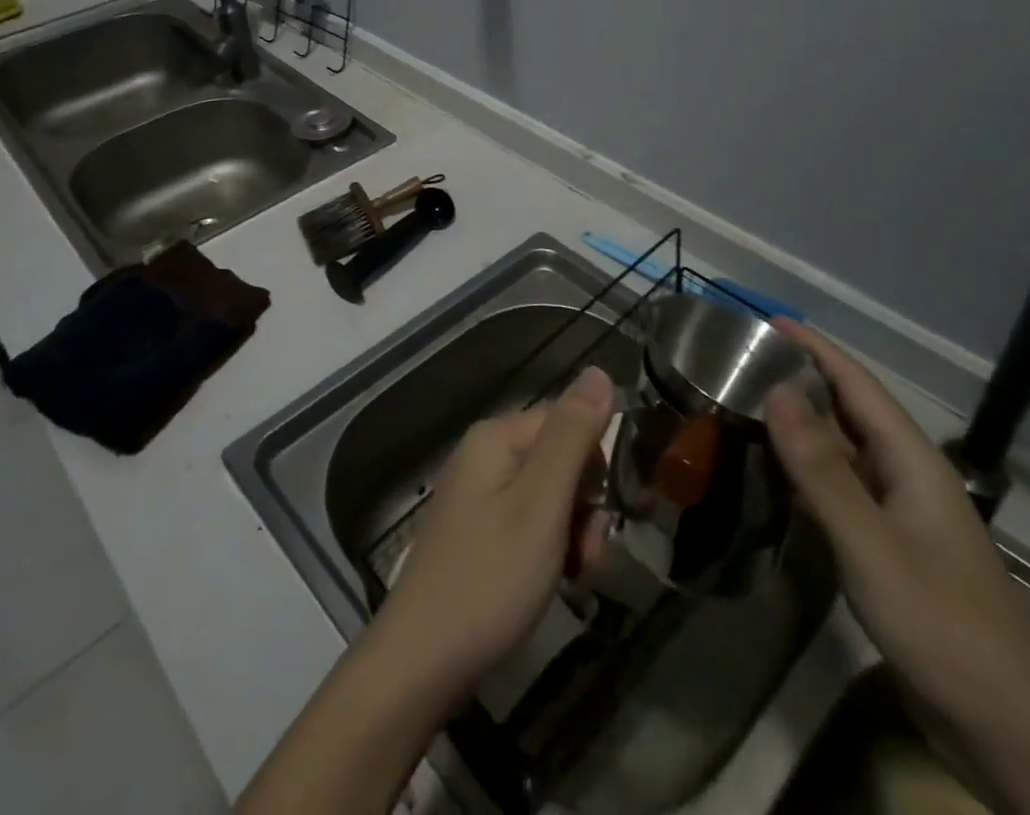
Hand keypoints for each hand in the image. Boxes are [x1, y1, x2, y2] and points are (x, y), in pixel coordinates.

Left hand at [375, 365, 615, 708]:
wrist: (423, 659)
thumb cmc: (489, 576)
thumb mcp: (541, 504)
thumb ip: (572, 435)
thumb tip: (599, 369)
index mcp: (497, 436)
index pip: (569, 422)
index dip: (596, 467)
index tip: (606, 516)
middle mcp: (485, 455)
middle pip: (561, 461)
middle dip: (585, 508)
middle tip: (586, 557)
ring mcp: (479, 495)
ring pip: (551, 498)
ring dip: (572, 536)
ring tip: (570, 578)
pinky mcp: (479, 533)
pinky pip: (530, 525)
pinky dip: (549, 552)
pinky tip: (551, 584)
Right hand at [764, 320, 1029, 814]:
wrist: (1006, 728)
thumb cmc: (940, 623)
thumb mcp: (871, 543)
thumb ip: (821, 468)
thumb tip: (776, 390)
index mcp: (913, 462)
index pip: (858, 384)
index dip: (815, 348)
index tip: (767, 320)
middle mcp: (907, 477)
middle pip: (850, 411)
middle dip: (802, 378)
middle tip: (742, 359)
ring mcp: (900, 515)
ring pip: (842, 450)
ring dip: (799, 423)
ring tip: (745, 403)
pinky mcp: (889, 548)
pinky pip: (840, 489)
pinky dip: (804, 469)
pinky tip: (772, 472)